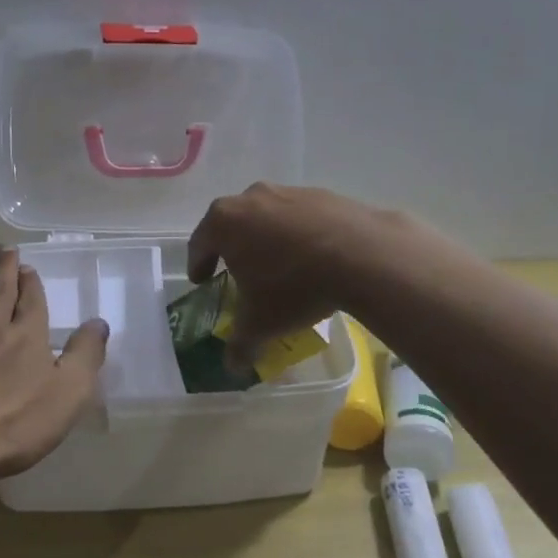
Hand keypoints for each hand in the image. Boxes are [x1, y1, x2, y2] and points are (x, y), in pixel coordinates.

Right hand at [186, 183, 389, 361]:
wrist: (360, 254)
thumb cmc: (294, 285)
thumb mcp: (261, 323)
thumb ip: (240, 343)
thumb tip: (232, 365)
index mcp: (224, 221)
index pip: (199, 243)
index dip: (198, 264)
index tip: (202, 280)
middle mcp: (251, 198)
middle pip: (233, 223)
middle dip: (233, 248)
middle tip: (239, 272)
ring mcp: (288, 192)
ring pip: (268, 217)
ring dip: (268, 238)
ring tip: (280, 266)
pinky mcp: (321, 194)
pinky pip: (300, 216)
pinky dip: (299, 234)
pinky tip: (313, 258)